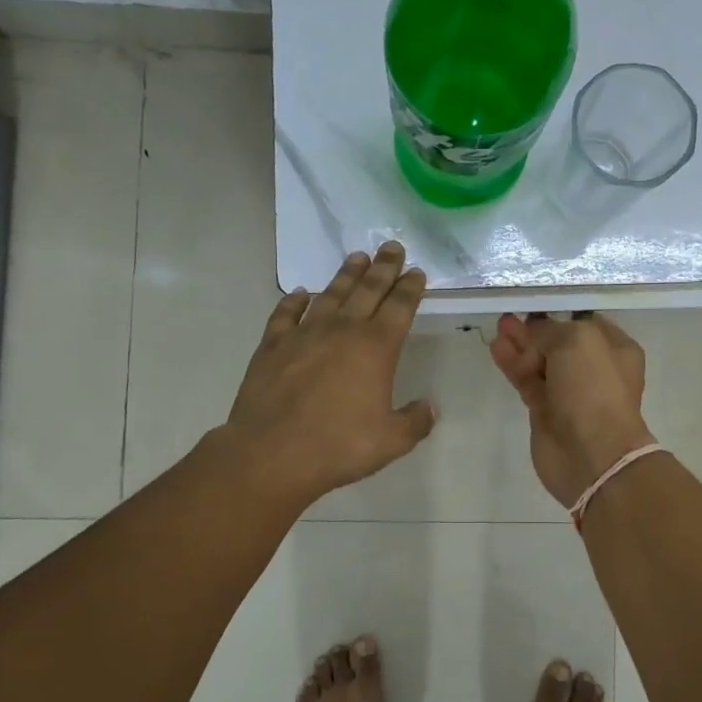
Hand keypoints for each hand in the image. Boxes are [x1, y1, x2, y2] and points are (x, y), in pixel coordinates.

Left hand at [223, 243, 435, 505]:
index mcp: (376, 348)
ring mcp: (304, 335)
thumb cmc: (338, 447)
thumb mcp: (391, 441)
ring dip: (345, 275)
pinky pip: (285, 315)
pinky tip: (299, 294)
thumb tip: (429, 407)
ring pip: (330, 295)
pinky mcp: (272, 346)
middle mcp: (342, 331)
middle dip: (383, 267)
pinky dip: (293, 302)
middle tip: (392, 246)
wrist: (272, 454)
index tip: (416, 271)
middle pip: (367, 290)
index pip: (399, 307)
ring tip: (356, 257)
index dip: (409, 287)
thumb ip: (415, 421)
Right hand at [488, 313, 654, 507]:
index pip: (585, 321)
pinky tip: (497, 349)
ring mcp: (569, 391)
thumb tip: (533, 334)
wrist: (591, 454)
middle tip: (509, 315)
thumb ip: (551, 330)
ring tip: (499, 328)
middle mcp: (594, 368)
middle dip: (534, 328)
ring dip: (520, 345)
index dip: (560, 311)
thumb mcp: (577, 341)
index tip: (534, 303)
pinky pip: (527, 380)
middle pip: (558, 341)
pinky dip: (513, 365)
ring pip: (540, 361)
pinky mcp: (546, 411)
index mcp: (615, 349)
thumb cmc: (593, 389)